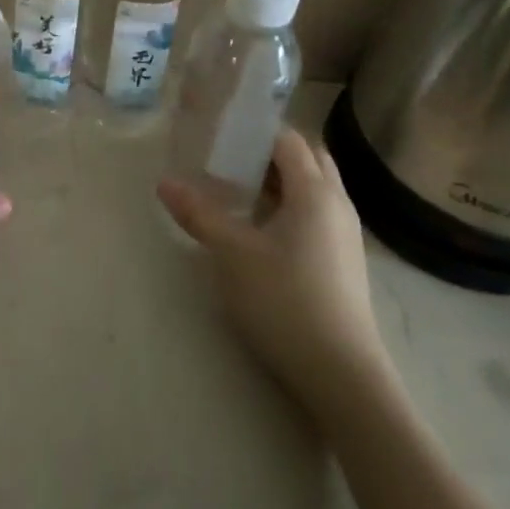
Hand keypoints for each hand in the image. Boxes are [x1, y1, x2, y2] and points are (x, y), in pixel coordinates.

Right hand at [158, 128, 390, 404]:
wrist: (344, 379)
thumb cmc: (287, 302)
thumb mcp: (233, 255)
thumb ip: (199, 214)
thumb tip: (164, 183)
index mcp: (314, 191)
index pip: (287, 138)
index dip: (254, 129)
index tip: (220, 131)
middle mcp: (336, 203)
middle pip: (306, 157)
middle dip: (270, 151)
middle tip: (230, 157)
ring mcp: (345, 234)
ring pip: (314, 187)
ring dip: (281, 180)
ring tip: (240, 188)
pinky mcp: (344, 261)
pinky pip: (317, 212)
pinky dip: (291, 205)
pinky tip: (263, 227)